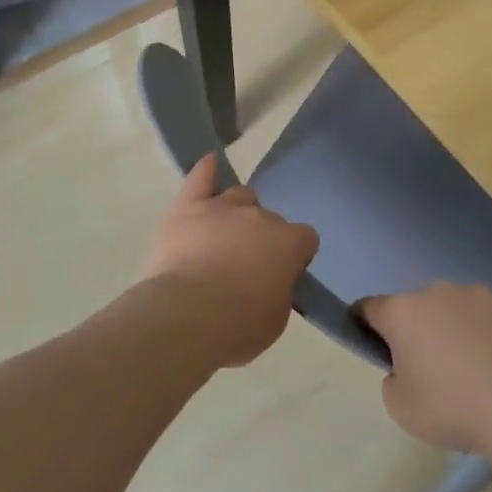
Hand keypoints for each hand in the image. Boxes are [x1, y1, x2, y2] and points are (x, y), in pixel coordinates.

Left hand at [144, 156, 318, 367]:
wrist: (187, 317)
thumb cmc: (237, 326)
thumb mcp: (276, 320)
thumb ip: (280, 292)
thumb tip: (273, 282)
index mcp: (288, 243)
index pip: (305, 238)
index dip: (295, 255)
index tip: (283, 273)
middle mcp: (260, 216)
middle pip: (269, 218)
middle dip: (262, 238)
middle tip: (246, 265)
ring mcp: (223, 207)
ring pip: (240, 196)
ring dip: (237, 213)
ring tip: (224, 236)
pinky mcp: (188, 207)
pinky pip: (201, 178)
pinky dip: (207, 171)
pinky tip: (211, 164)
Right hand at [360, 283, 491, 451]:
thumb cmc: (451, 406)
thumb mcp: (400, 407)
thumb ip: (392, 379)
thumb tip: (405, 367)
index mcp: (402, 311)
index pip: (369, 308)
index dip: (364, 324)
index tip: (371, 344)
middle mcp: (435, 291)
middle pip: (414, 307)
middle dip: (415, 330)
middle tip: (426, 367)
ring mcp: (475, 295)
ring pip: (451, 309)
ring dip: (450, 328)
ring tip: (468, 367)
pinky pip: (483, 317)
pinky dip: (482, 334)